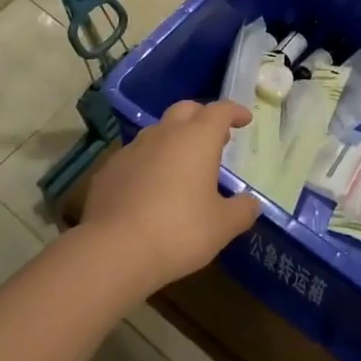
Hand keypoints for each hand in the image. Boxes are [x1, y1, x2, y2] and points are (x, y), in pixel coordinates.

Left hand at [82, 99, 259, 295]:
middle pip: (186, 110)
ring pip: (158, 131)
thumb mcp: (222, 226)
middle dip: (203, 117)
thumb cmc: (179, 231)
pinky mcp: (109, 169)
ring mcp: (132, 149)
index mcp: (197, 139)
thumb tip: (251, 203)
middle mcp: (164, 134)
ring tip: (183, 163)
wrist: (113, 250)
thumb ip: (242, 210)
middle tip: (215, 137)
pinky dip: (149, 162)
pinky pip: (135, 156)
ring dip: (174, 139)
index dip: (235, 112)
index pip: (220, 110)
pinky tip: (150, 187)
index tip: (244, 119)